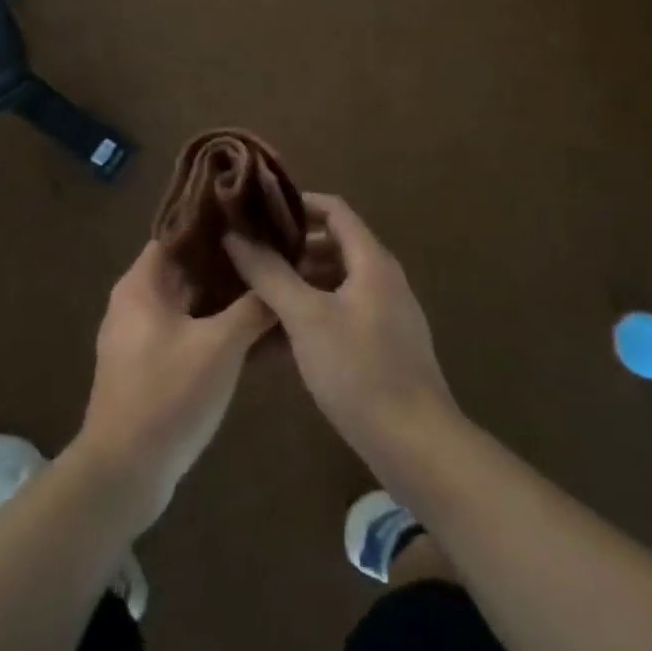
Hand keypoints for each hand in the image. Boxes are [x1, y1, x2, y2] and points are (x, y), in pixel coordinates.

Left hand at [73, 242, 275, 530]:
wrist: (123, 474)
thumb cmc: (167, 396)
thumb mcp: (219, 347)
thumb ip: (252, 308)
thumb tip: (279, 279)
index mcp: (142, 283)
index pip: (179, 232)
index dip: (216, 222)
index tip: (254, 216)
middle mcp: (137, 301)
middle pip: (188, 267)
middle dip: (229, 262)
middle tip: (274, 252)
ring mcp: (142, 336)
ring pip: (191, 301)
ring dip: (226, 297)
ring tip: (271, 287)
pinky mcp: (151, 366)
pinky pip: (189, 332)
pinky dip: (217, 327)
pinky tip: (255, 334)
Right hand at [223, 194, 458, 473]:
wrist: (417, 447)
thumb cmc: (359, 370)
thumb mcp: (306, 317)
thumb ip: (269, 273)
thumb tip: (235, 235)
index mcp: (371, 260)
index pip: (333, 209)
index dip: (296, 204)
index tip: (258, 211)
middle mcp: (381, 279)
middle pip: (331, 247)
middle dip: (289, 251)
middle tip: (247, 256)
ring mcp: (383, 316)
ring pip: (331, 287)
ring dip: (294, 289)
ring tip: (250, 298)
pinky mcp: (380, 349)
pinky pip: (338, 319)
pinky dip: (308, 320)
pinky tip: (272, 344)